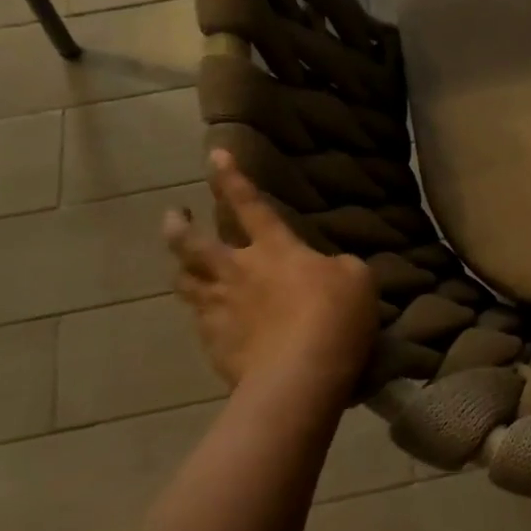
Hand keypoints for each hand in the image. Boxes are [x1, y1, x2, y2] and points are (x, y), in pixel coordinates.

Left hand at [163, 150, 378, 392]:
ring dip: (180, 266)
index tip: (215, 154)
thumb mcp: (357, 278)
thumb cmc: (335, 316)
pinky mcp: (212, 343)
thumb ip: (338, 266)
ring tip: (181, 263)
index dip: (231, 178)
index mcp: (275, 248)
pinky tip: (206, 313)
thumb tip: (328, 269)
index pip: (249, 204)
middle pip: (193, 243)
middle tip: (173, 215)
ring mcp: (219, 308)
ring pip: (185, 280)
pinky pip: (197, 318)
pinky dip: (200, 309)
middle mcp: (238, 271)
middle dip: (179, 225)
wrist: (300, 375)